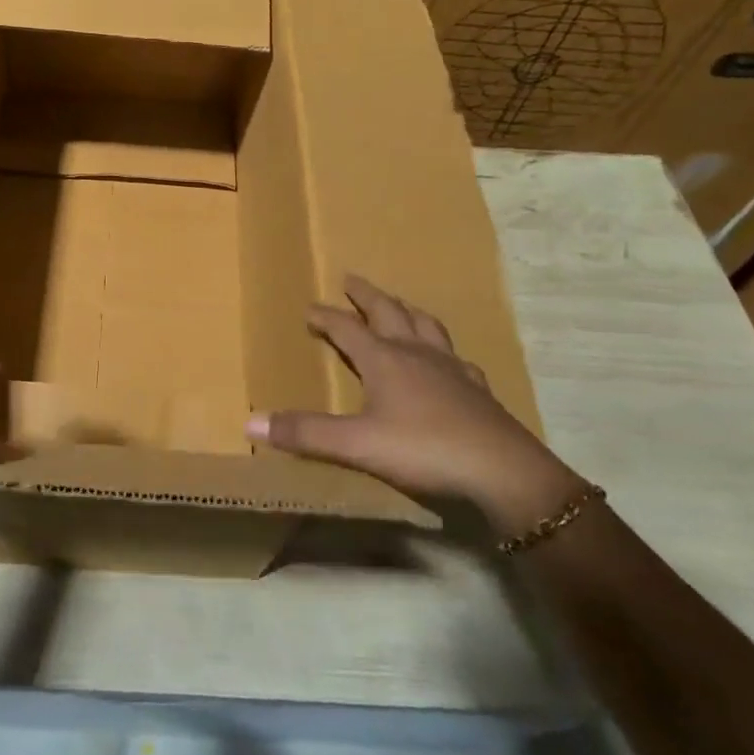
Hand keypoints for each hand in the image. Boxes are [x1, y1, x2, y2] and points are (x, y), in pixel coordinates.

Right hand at [248, 275, 582, 531]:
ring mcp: (452, 369)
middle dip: (367, 296)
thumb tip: (249, 423)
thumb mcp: (356, 445)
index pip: (347, 328)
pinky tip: (447, 359)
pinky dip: (442, 349)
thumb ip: (305, 433)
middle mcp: (417, 354)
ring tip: (398, 305)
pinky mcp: (477, 390)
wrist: (504, 474)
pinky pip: (456, 357)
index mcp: (385, 359)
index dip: (326, 317)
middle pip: (389, 312)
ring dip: (406, 311)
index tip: (309, 308)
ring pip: (426, 326)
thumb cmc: (424, 450)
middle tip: (352, 280)